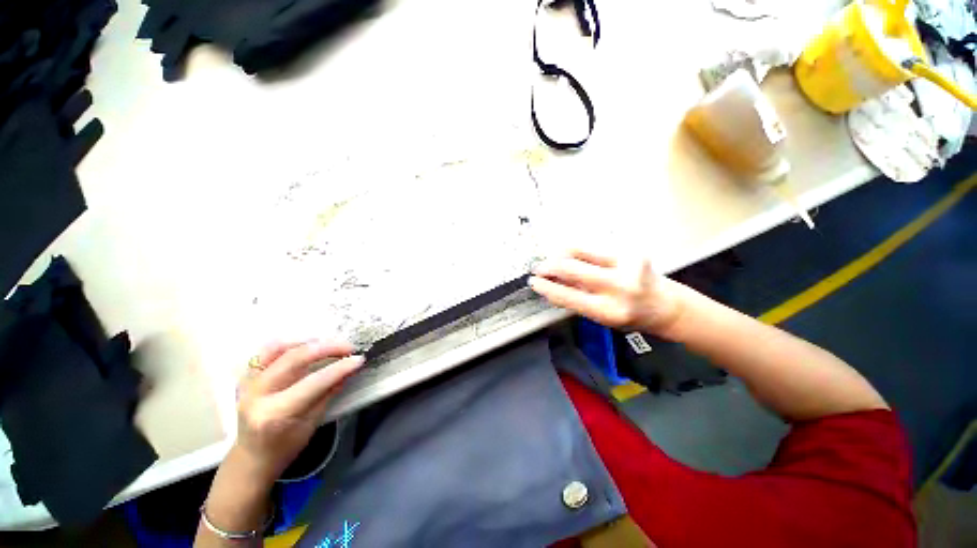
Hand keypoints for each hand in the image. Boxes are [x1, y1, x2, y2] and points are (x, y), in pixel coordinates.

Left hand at [234, 340, 363, 482]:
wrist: (252, 458)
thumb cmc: (285, 447)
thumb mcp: (312, 423)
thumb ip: (329, 393)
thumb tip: (350, 369)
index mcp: (275, 414)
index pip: (313, 383)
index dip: (339, 368)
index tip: (358, 358)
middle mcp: (258, 395)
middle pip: (294, 359)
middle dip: (326, 348)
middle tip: (347, 347)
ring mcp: (248, 384)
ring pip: (277, 349)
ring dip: (306, 342)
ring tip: (327, 342)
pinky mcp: (245, 378)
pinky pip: (264, 352)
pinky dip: (286, 344)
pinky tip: (303, 344)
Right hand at [529, 249, 684, 336]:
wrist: (667, 305)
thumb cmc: (630, 316)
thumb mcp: (601, 317)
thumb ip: (576, 300)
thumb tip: (551, 284)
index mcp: (609, 311)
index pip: (567, 296)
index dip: (546, 287)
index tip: (533, 282)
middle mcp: (618, 286)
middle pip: (570, 268)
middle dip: (548, 266)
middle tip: (538, 268)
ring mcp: (626, 264)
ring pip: (579, 250)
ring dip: (560, 254)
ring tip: (552, 259)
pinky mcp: (631, 250)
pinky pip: (593, 247)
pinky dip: (577, 251)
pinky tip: (571, 255)